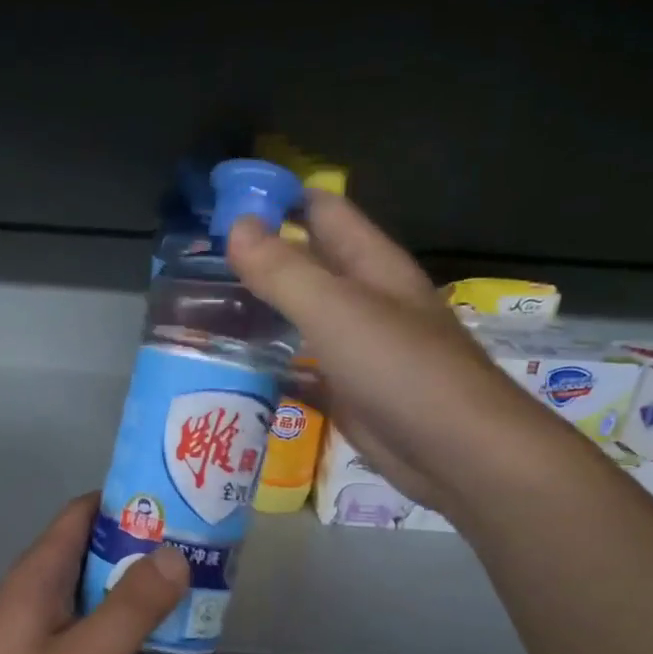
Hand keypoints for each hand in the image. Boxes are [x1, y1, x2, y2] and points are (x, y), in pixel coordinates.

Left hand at [0, 494, 187, 653]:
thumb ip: (133, 605)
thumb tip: (174, 552)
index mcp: (39, 572)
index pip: (84, 512)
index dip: (129, 502)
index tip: (177, 508)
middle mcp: (31, 587)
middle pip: (88, 546)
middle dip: (138, 546)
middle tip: (194, 554)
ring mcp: (28, 621)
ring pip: (85, 586)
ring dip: (128, 585)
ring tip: (181, 593)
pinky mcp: (30, 653)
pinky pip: (78, 618)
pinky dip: (111, 617)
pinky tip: (142, 639)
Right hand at [227, 192, 555, 513]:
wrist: (458, 455)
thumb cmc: (402, 370)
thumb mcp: (337, 311)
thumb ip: (284, 270)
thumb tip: (235, 225)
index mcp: (371, 264)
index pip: (321, 210)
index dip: (275, 198)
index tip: (218, 203)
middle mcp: (363, 298)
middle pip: (305, 262)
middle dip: (256, 257)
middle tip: (194, 262)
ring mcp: (355, 346)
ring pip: (299, 315)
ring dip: (258, 310)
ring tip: (200, 309)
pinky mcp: (345, 389)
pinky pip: (299, 364)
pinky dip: (268, 360)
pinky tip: (230, 364)